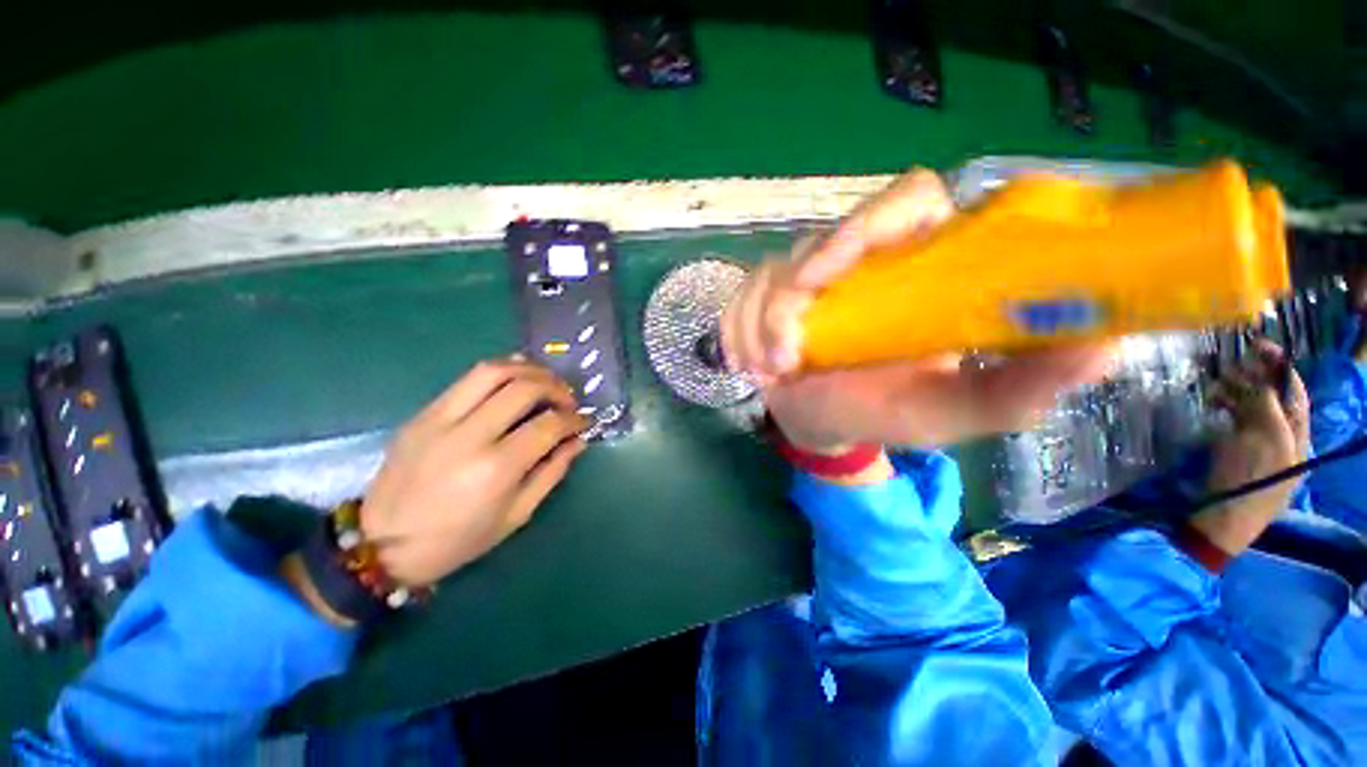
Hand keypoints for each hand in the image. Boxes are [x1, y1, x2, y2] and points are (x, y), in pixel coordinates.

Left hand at [359, 358, 589, 585]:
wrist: (382, 545)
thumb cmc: (457, 540)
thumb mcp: (516, 515)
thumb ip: (552, 472)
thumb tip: (578, 440)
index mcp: (495, 469)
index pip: (548, 425)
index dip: (574, 419)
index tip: (585, 421)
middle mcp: (469, 436)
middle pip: (523, 388)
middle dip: (556, 387)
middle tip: (568, 399)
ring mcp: (440, 419)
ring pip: (493, 371)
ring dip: (529, 370)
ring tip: (546, 381)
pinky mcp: (423, 413)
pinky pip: (467, 379)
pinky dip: (500, 371)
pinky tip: (517, 377)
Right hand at [720, 168, 1116, 452]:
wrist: (821, 421)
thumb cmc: (884, 414)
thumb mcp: (951, 411)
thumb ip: (1019, 386)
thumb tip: (1106, 342)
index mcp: (919, 267)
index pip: (908, 201)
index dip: (871, 224)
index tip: (833, 277)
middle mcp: (863, 259)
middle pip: (825, 238)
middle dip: (792, 296)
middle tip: (788, 351)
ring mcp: (808, 273)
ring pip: (772, 275)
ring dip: (761, 327)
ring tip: (772, 373)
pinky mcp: (768, 292)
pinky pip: (741, 299)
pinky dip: (740, 333)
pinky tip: (754, 365)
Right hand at [1192, 340, 1309, 554]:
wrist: (1221, 520)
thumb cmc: (1248, 482)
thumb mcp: (1264, 443)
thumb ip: (1267, 409)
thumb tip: (1260, 380)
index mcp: (1296, 435)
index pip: (1293, 392)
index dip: (1279, 368)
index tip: (1259, 346)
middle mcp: (1280, 436)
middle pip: (1270, 397)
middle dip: (1251, 378)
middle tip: (1227, 367)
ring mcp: (1255, 445)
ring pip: (1250, 407)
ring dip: (1234, 392)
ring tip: (1213, 385)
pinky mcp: (1233, 451)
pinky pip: (1233, 420)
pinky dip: (1223, 408)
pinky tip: (1211, 405)